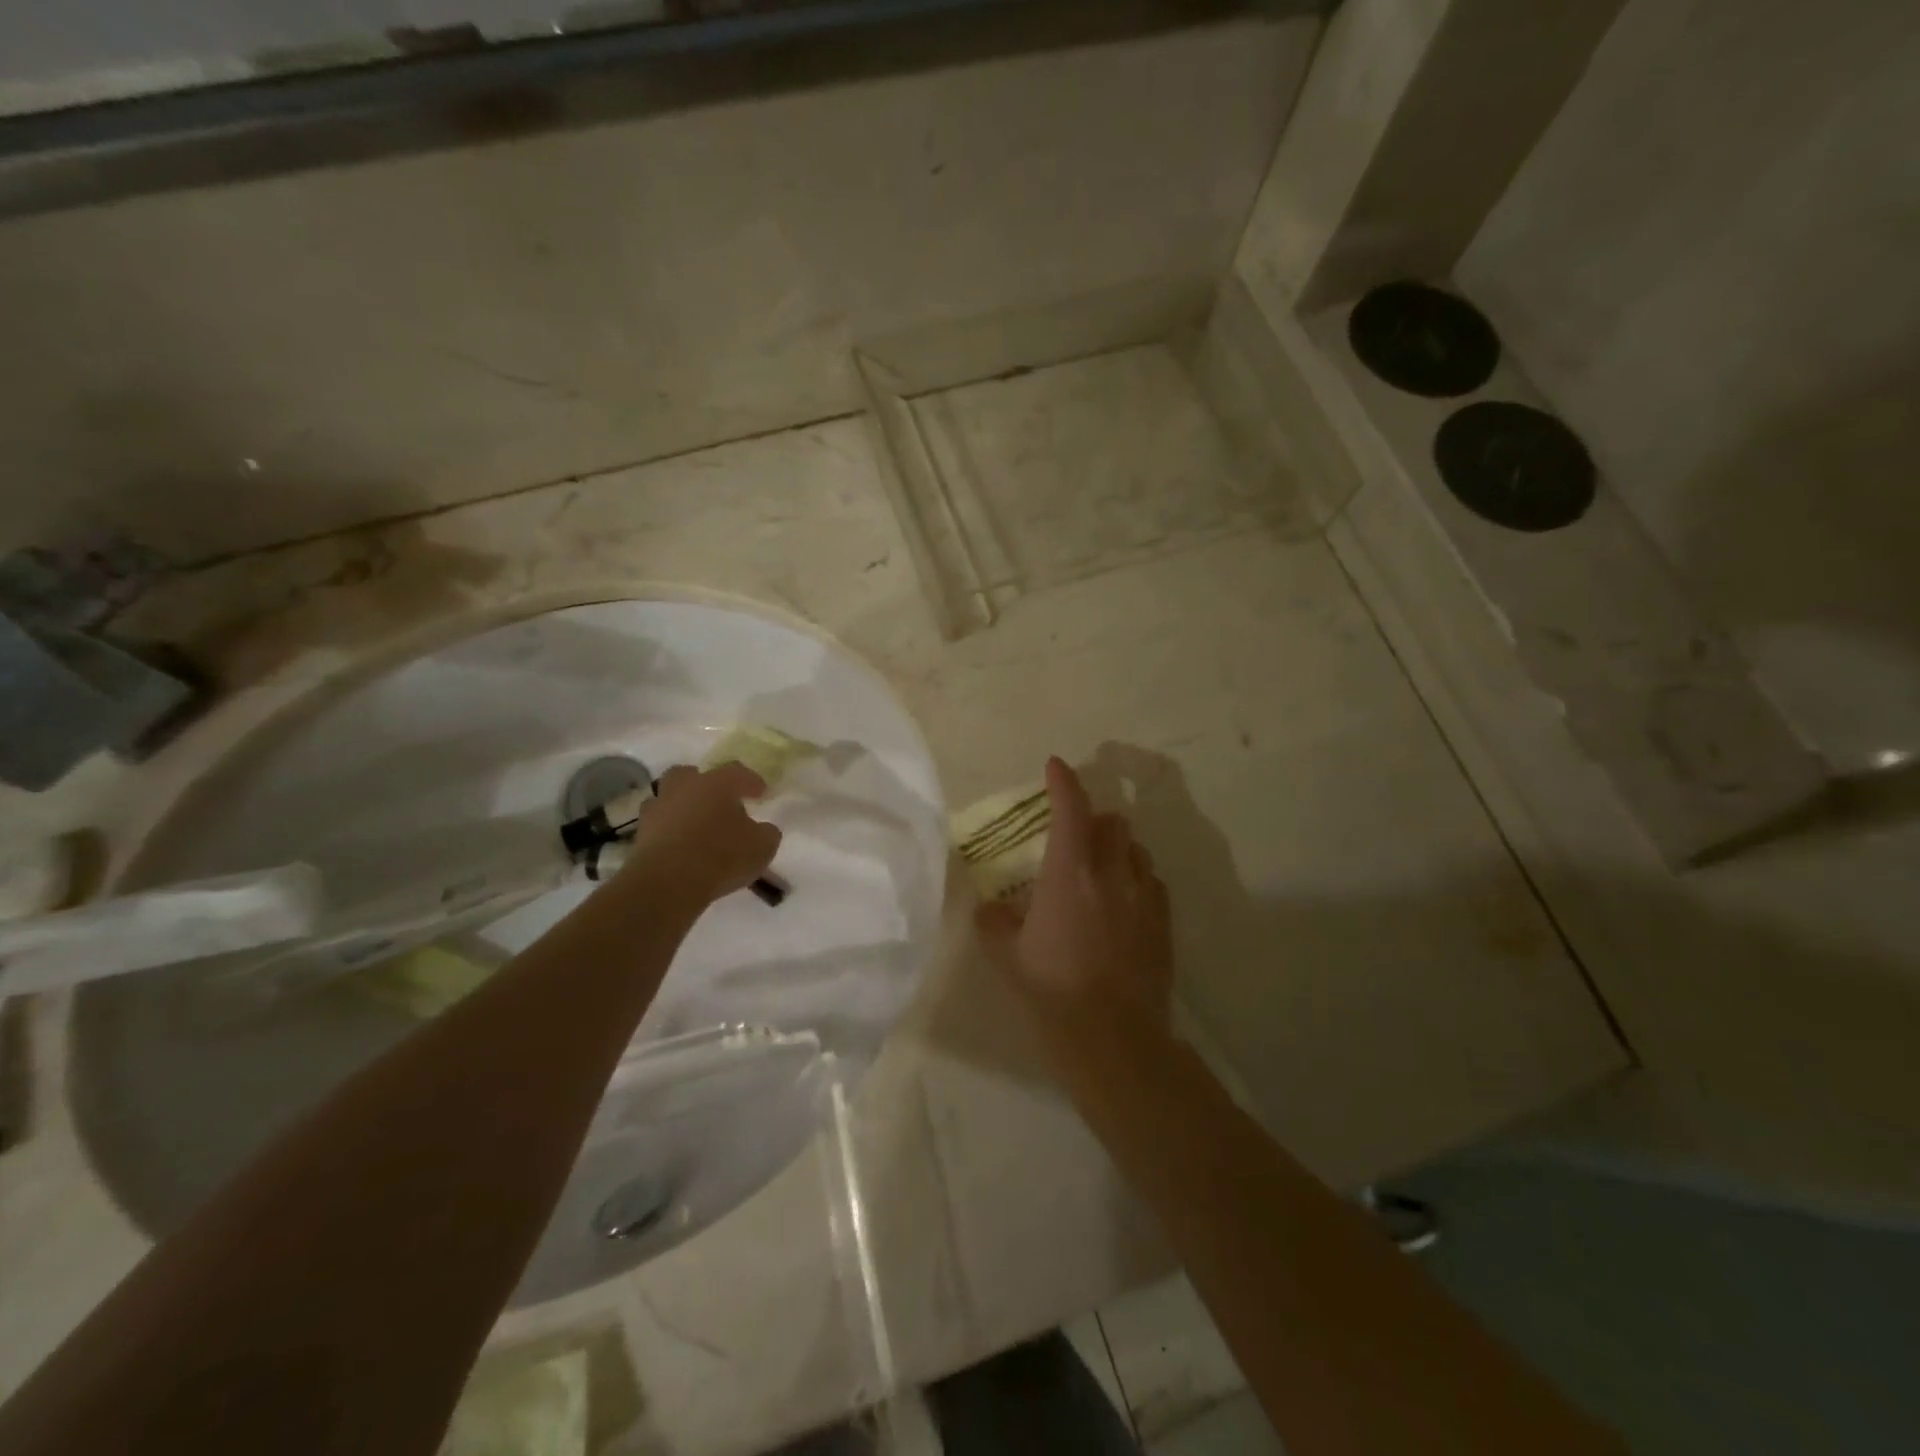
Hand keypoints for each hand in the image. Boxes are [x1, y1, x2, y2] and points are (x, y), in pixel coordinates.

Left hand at [625, 763, 781, 903]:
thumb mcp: (762, 847)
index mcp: (717, 783)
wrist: (667, 883)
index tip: (761, 793)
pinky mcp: (640, 834)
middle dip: (704, 784)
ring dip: (682, 806)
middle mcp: (685, 787)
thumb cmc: (722, 856)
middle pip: (691, 774)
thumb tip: (763, 829)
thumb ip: (766, 833)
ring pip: (669, 797)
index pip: (738, 772)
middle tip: (718, 800)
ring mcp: (658, 808)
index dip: (751, 781)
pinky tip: (679, 845)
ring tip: (695, 825)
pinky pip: (658, 825)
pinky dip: (668, 831)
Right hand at [976, 757, 1172, 1027]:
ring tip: (1102, 866)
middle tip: (1076, 832)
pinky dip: (1137, 878)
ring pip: (1137, 850)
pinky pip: (1153, 883)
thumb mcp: (1007, 956)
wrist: (1113, 1039)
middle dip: (1094, 817)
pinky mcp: (1163, 923)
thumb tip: (988, 906)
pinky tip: (1125, 900)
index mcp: (1068, 873)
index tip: (1055, 765)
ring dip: (1118, 847)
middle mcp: (1111, 874)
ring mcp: (1143, 897)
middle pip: (1113, 822)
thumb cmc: (1051, 991)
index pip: (1070, 809)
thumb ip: (994, 922)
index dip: (1063, 781)